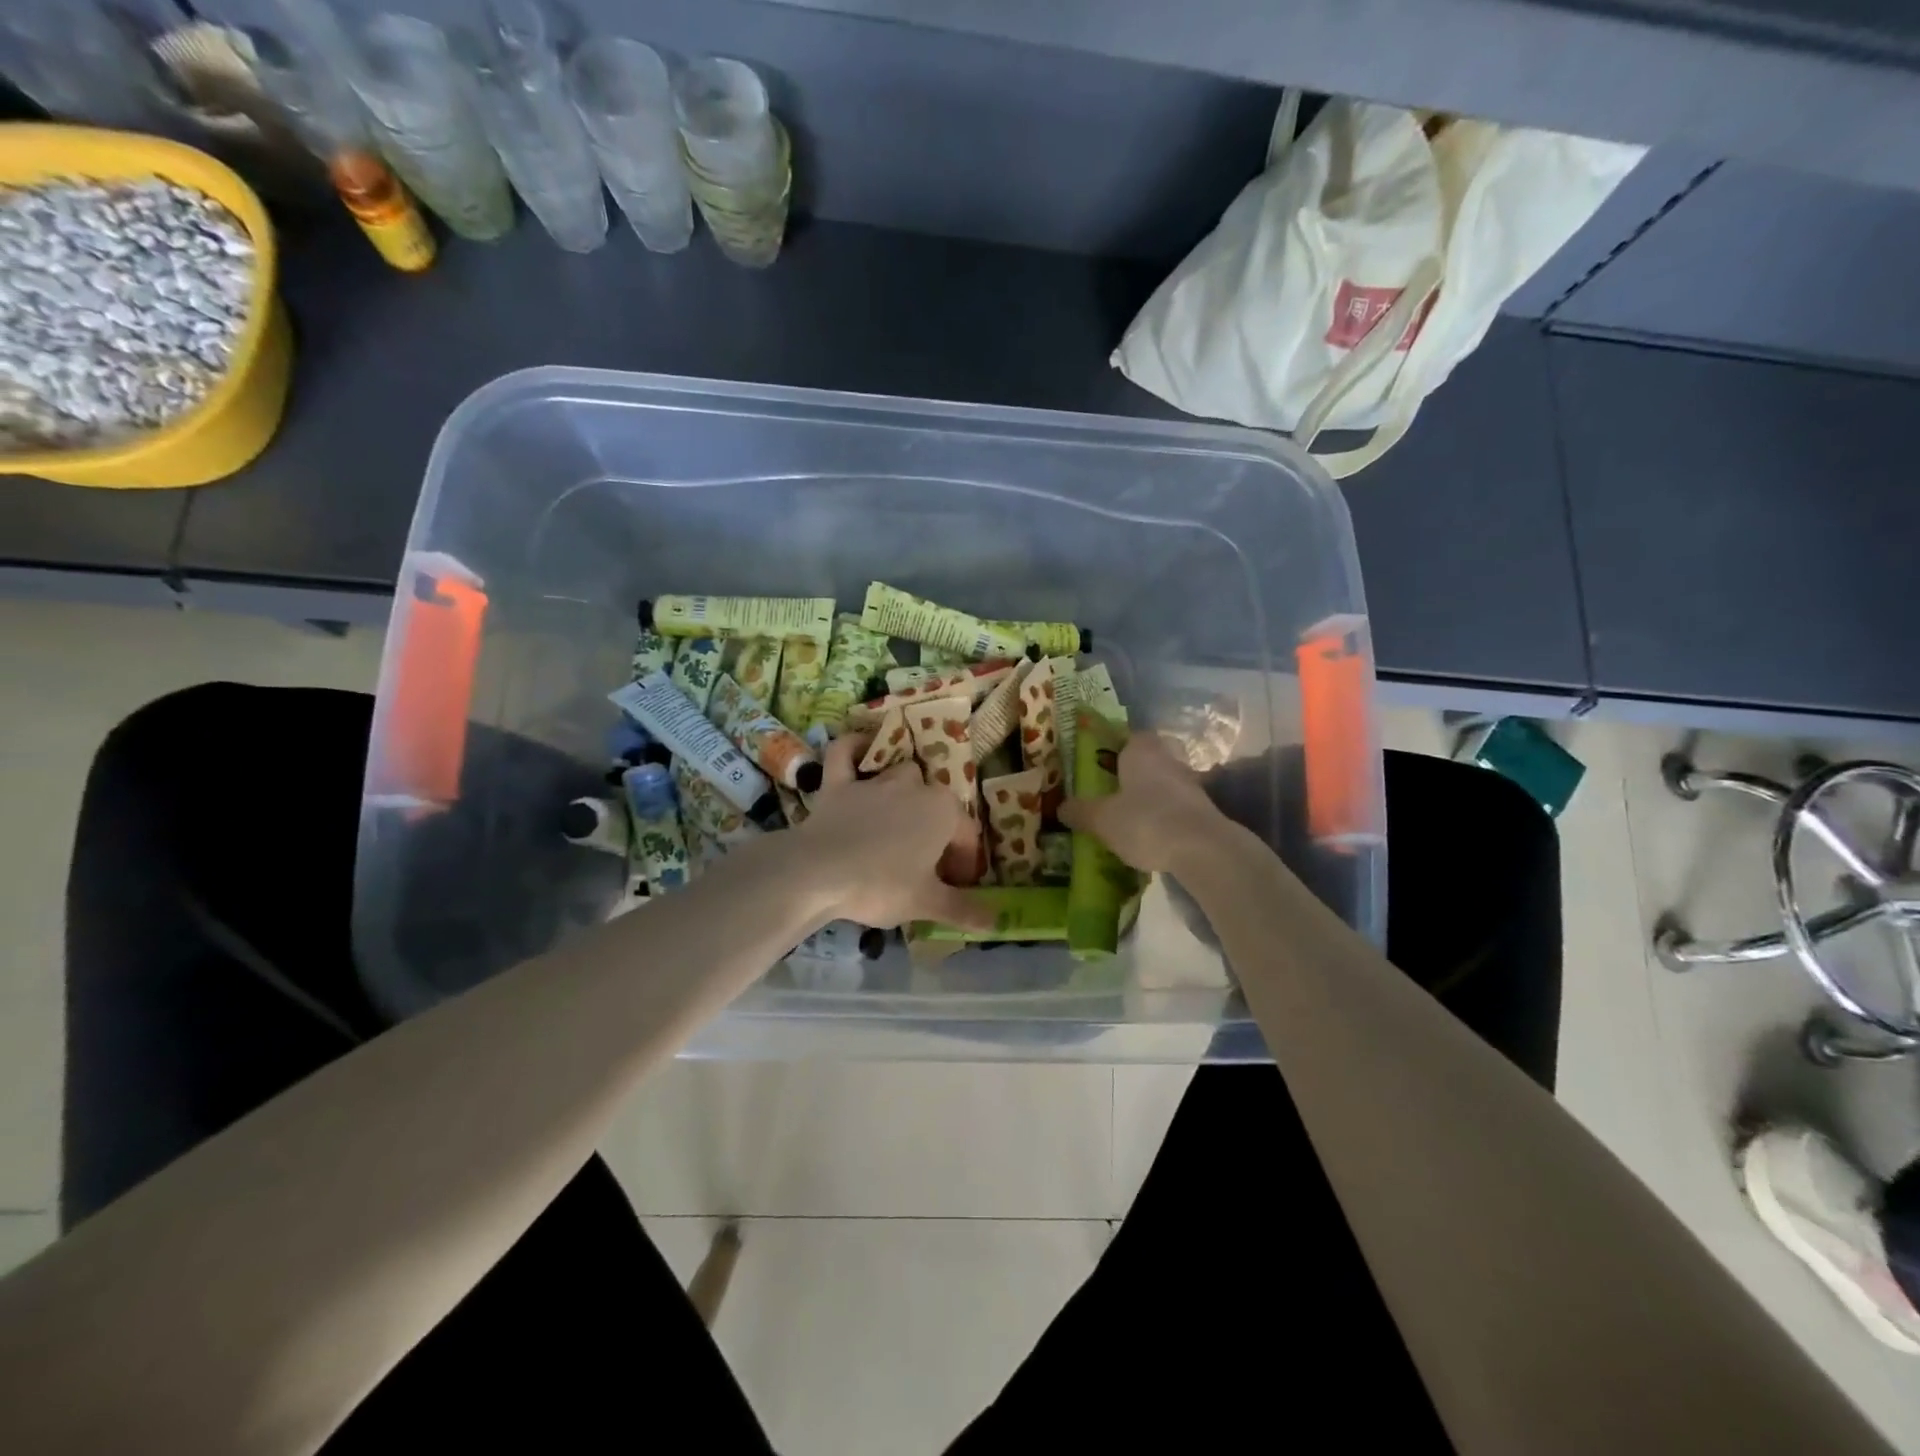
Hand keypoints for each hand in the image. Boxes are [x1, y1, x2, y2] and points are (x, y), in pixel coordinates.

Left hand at [794, 735, 997, 929]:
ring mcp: (875, 781)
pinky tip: (859, 749)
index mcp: (944, 811)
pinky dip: (854, 748)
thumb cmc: (881, 886)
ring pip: (901, 775)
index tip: (954, 886)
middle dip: (937, 829)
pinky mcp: (838, 783)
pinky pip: (846, 754)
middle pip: (936, 803)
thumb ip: (963, 909)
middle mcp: (915, 786)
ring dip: (905, 793)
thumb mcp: (926, 903)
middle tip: (927, 864)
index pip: (966, 835)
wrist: (818, 873)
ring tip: (899, 824)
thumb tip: (996, 923)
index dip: (963, 862)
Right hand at [1057, 731, 1226, 873]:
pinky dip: (1167, 815)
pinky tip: (1153, 834)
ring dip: (1153, 794)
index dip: (1117, 746)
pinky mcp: (1205, 811)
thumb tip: (1061, 808)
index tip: (1103, 762)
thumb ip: (1080, 812)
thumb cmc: (1145, 821)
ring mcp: (1191, 785)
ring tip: (1132, 815)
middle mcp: (1169, 760)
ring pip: (1167, 781)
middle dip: (1136, 770)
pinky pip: (1179, 806)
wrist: (1203, 849)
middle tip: (1116, 788)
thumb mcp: (1102, 819)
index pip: (1131, 736)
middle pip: (1152, 757)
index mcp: (1142, 751)